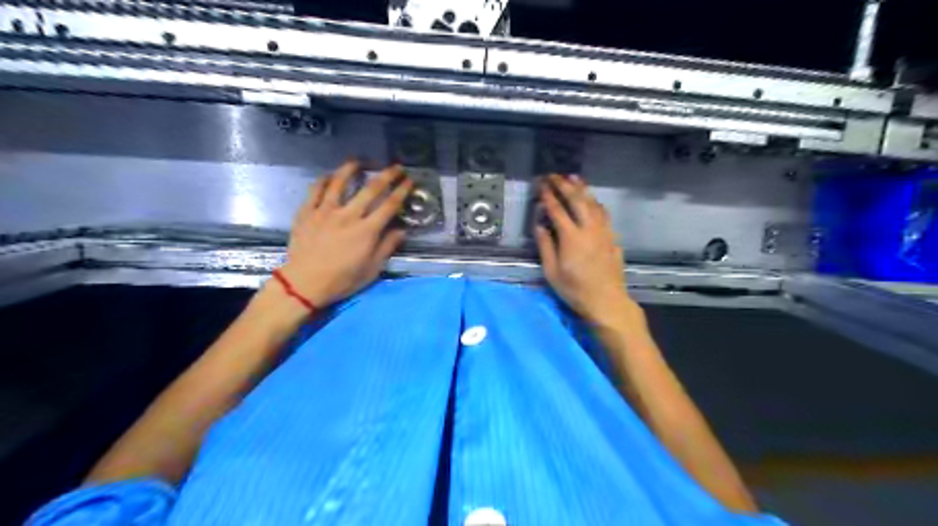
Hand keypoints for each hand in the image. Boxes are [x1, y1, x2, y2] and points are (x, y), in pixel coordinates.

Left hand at [275, 161, 410, 306]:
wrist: (304, 284)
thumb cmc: (342, 280)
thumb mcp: (372, 269)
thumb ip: (387, 247)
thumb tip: (402, 231)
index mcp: (367, 230)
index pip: (389, 205)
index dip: (402, 191)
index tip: (409, 181)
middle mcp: (349, 215)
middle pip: (371, 189)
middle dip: (387, 175)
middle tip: (396, 166)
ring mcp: (325, 211)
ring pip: (340, 182)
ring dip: (352, 169)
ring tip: (359, 161)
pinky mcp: (307, 212)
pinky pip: (316, 190)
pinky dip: (324, 180)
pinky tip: (329, 176)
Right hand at [531, 175, 640, 325]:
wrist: (607, 301)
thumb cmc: (575, 290)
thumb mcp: (552, 272)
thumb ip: (545, 246)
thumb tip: (540, 225)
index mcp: (571, 237)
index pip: (557, 210)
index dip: (548, 196)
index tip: (540, 185)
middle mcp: (589, 229)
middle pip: (577, 200)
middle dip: (564, 185)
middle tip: (554, 175)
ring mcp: (603, 232)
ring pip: (593, 203)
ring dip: (582, 189)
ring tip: (574, 177)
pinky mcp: (612, 238)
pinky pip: (604, 213)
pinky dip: (595, 202)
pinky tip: (593, 200)